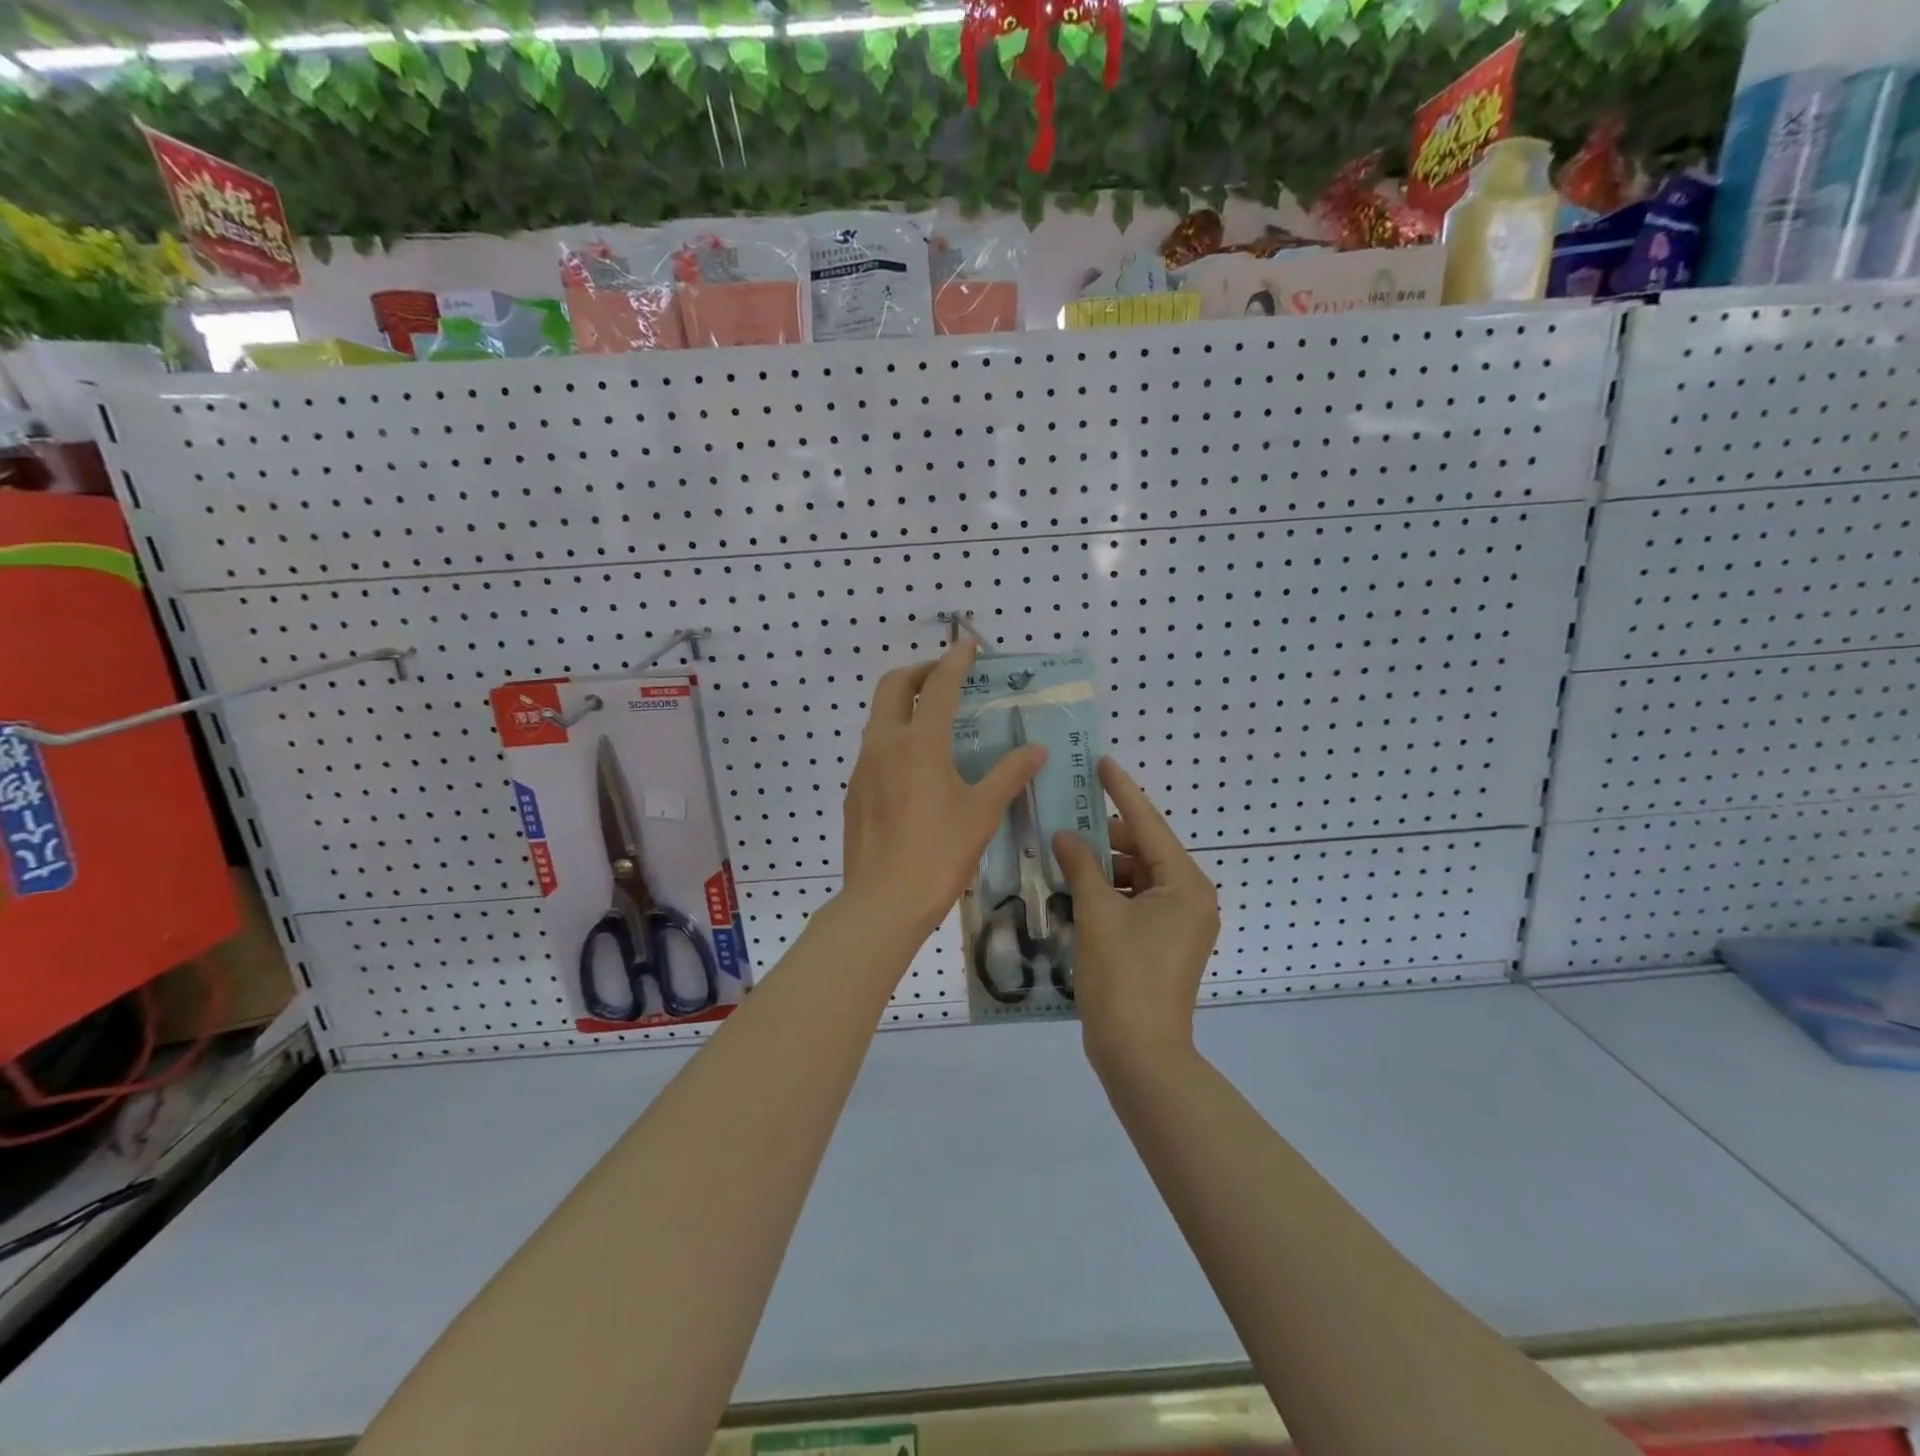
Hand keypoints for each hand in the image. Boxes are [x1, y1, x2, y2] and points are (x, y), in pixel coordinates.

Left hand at [841, 639, 1046, 944]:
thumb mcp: (982, 813)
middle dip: (918, 672)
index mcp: (919, 743)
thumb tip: (1036, 750)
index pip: (938, 686)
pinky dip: (895, 739)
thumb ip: (1009, 775)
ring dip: (903, 706)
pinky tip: (916, 769)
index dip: (955, 661)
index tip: (969, 645)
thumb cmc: (939, 854)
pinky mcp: (854, 792)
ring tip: (934, 722)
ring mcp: (863, 768)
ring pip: (879, 718)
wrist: (882, 902)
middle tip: (944, 677)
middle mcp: (884, 745)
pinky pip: (874, 750)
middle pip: (892, 686)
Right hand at [1053, 759, 1219, 1064]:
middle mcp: (1190, 897)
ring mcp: (1179, 923)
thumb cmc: (1122, 976)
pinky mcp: (1164, 943)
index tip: (1102, 761)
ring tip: (1063, 857)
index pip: (1148, 824)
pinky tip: (1075, 890)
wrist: (1140, 1053)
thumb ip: (1081, 866)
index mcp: (1185, 884)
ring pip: (1137, 877)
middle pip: (1143, 850)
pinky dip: (1108, 893)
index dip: (1122, 790)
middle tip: (1066, 819)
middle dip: (1105, 837)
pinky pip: (1135, 902)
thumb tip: (1065, 835)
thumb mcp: (1097, 913)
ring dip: (1102, 867)